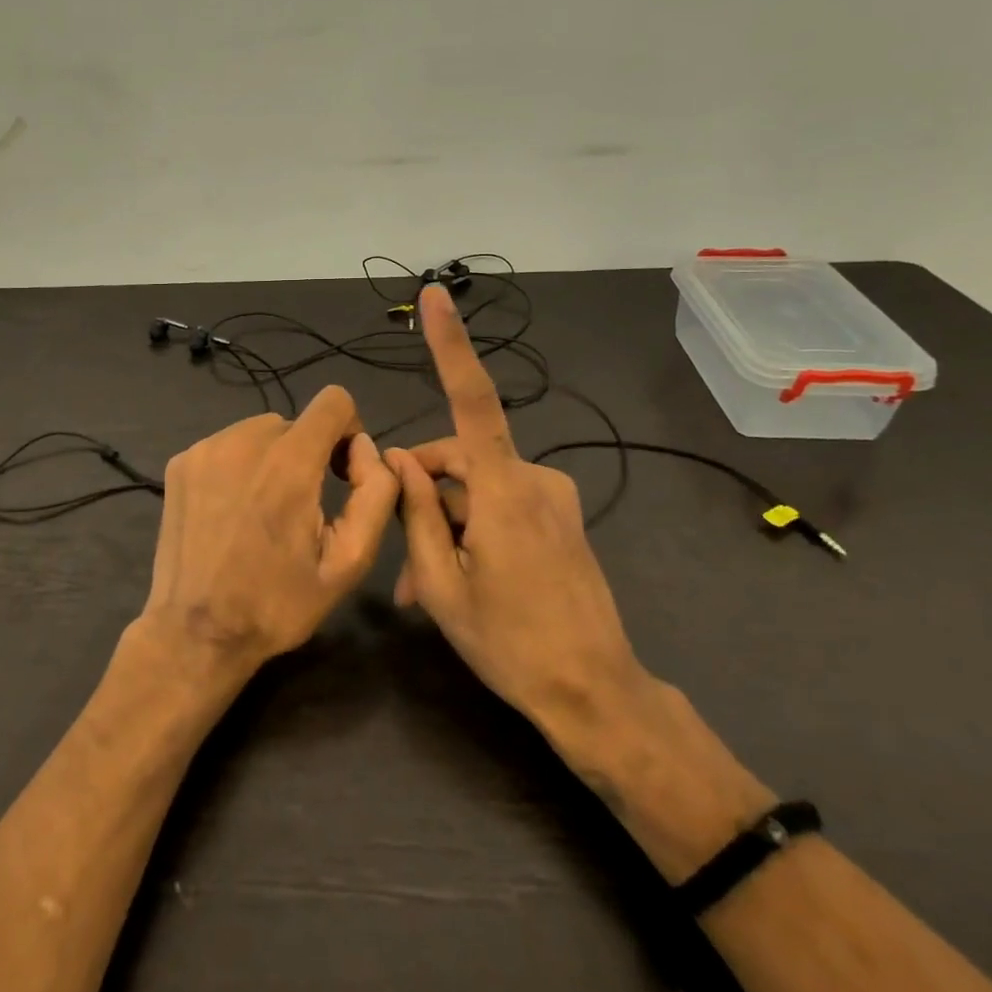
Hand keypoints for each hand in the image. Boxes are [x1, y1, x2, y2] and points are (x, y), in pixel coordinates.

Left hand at [136, 385, 398, 680]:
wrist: (196, 632)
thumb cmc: (278, 603)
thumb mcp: (349, 561)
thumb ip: (375, 494)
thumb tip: (365, 449)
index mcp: (290, 463)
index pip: (334, 401)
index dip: (348, 431)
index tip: (339, 472)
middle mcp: (244, 441)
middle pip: (296, 422)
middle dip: (308, 455)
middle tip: (301, 508)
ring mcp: (206, 449)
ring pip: (259, 432)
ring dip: (272, 459)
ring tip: (264, 512)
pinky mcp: (181, 463)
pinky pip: (226, 446)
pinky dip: (238, 467)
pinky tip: (232, 512)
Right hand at [387, 284, 643, 746]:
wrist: (595, 694)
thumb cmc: (510, 644)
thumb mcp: (441, 586)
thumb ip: (415, 514)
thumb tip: (396, 461)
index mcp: (504, 491)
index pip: (472, 400)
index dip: (452, 345)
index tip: (437, 297)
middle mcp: (534, 479)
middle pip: (458, 460)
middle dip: (422, 497)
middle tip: (397, 563)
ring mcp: (552, 498)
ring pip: (476, 488)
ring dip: (444, 522)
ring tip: (421, 585)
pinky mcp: (560, 516)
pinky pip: (501, 504)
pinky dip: (472, 528)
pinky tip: (457, 575)